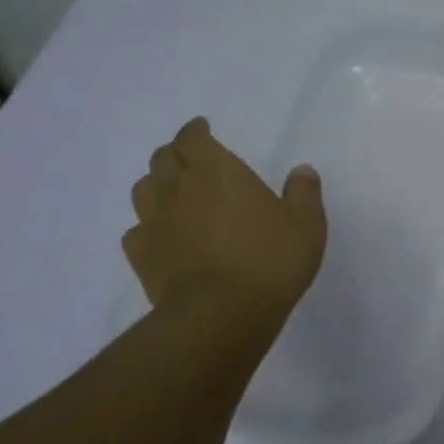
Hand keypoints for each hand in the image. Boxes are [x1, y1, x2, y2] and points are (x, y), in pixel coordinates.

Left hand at [123, 118, 326, 317]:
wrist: (221, 313)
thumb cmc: (270, 259)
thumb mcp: (306, 224)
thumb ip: (304, 193)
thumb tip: (302, 170)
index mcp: (217, 170)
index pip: (193, 137)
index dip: (195, 130)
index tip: (203, 129)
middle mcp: (179, 188)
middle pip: (162, 158)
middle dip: (176, 154)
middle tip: (192, 160)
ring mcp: (154, 222)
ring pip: (143, 189)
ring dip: (157, 185)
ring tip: (174, 194)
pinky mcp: (142, 256)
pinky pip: (136, 231)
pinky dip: (147, 227)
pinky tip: (162, 236)